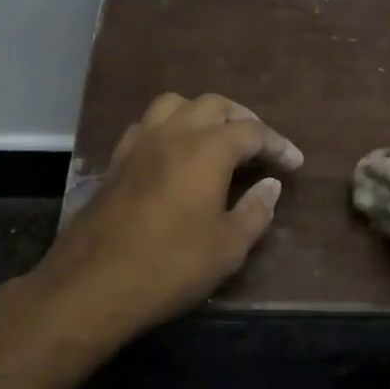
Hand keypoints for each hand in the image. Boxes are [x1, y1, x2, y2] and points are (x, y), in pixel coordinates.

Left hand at [21, 92, 302, 343]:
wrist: (94, 284)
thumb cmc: (171, 266)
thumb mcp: (228, 247)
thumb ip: (256, 210)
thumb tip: (270, 185)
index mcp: (207, 149)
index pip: (253, 131)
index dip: (278, 144)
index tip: (294, 163)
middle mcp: (174, 133)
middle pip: (215, 105)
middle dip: (243, 119)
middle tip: (260, 147)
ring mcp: (140, 143)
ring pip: (176, 104)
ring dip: (202, 114)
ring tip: (217, 139)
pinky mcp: (117, 160)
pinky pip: (149, 124)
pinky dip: (170, 127)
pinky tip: (175, 153)